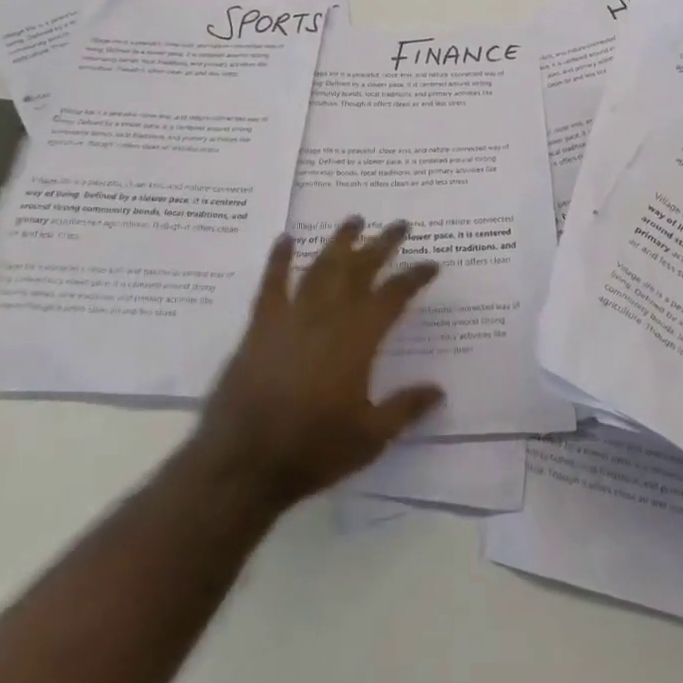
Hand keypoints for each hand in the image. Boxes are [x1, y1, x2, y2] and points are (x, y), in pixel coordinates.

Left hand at [194, 218, 444, 510]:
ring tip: (354, 220)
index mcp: (359, 338)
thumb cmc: (312, 450)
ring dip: (340, 241)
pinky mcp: (261, 324)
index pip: (394, 296)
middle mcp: (329, 315)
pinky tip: (285, 239)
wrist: (244, 462)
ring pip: (322, 266)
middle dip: (383, 245)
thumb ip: (405, 409)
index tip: (431, 263)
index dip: (414, 277)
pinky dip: (279, 258)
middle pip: (360, 269)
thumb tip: (439, 390)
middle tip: (400, 225)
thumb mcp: (370, 438)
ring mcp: (293, 315)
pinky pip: (272, 282)